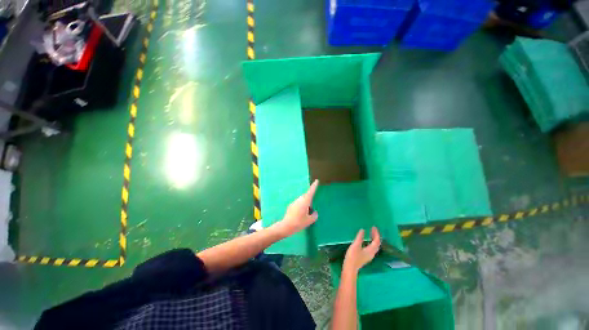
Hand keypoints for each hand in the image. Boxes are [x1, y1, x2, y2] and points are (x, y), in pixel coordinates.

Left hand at [273, 179, 318, 237]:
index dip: (314, 186)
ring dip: (305, 204)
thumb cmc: (299, 222)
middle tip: (312, 207)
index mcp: (305, 201)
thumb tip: (314, 212)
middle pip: (306, 196)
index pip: (311, 192)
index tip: (316, 181)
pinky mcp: (291, 206)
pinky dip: (301, 207)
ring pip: (302, 200)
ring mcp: (294, 202)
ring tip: (306, 213)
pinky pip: (298, 204)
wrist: (286, 226)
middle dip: (310, 199)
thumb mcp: (309, 221)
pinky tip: (300, 215)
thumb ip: (314, 216)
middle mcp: (300, 200)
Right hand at [343, 227, 380, 273]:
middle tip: (372, 229)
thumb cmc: (353, 256)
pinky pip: (371, 248)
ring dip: (374, 239)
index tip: (373, 227)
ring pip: (374, 246)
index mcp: (371, 250)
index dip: (376, 233)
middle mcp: (372, 253)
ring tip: (370, 233)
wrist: (350, 268)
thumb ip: (359, 237)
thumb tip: (363, 230)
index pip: (376, 241)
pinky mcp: (366, 257)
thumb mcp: (356, 245)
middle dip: (376, 236)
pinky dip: (371, 242)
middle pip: (377, 244)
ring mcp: (369, 255)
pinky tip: (366, 241)